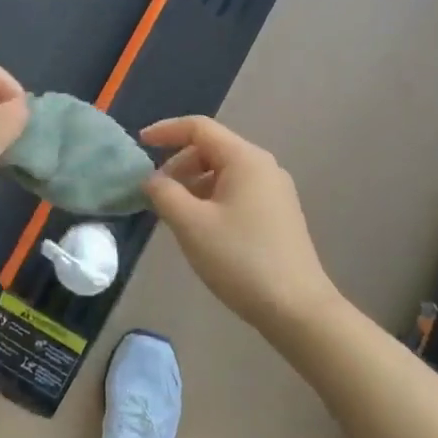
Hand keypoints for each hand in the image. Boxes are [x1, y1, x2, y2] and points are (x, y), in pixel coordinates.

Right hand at [143, 116, 336, 335]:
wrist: (297, 310)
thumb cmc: (240, 259)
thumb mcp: (190, 224)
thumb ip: (164, 193)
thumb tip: (152, 179)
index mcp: (245, 159)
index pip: (199, 127)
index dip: (166, 130)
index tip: (139, 143)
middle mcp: (263, 166)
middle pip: (211, 149)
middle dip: (178, 164)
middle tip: (155, 192)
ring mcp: (275, 191)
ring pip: (223, 172)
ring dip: (193, 184)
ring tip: (174, 213)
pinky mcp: (278, 215)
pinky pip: (236, 191)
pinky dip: (211, 198)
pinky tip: (200, 227)